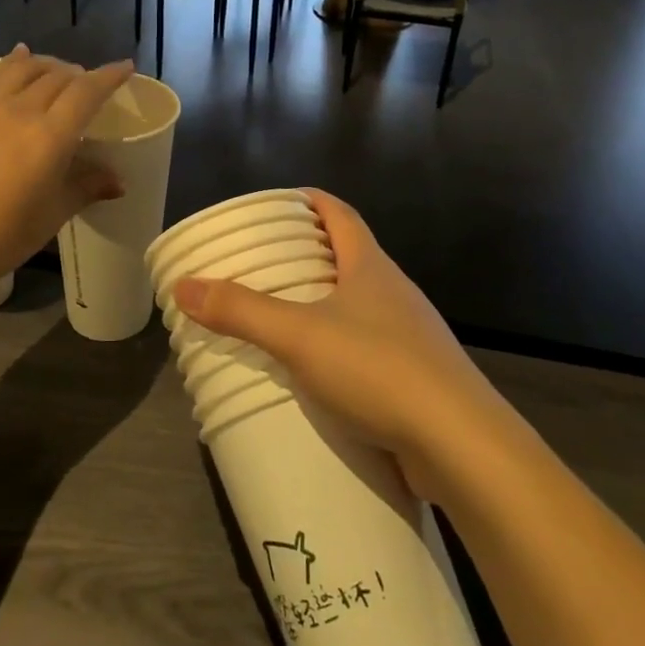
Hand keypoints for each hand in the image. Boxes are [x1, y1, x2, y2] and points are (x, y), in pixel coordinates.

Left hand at [0, 47, 133, 307]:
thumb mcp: (51, 215)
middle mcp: (20, 110)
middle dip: (81, 74)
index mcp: (50, 135)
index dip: (110, 76)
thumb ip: (86, 188)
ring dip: (48, 64)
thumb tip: (118, 181)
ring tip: (58, 72)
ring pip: (25, 68)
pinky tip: (18, 61)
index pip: (87, 91)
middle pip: (58, 76)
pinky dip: (14, 63)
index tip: (126, 68)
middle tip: (91, 86)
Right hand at [172, 191, 505, 500]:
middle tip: (264, 262)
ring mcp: (410, 335)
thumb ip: (240, 311)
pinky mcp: (415, 376)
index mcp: (371, 266)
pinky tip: (316, 370)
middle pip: (349, 255)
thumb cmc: (378, 369)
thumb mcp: (298, 336)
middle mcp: (394, 292)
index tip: (280, 201)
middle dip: (309, 253)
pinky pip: (368, 346)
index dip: (312, 201)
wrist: (460, 445)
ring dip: (323, 302)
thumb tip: (184, 285)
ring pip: (359, 304)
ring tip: (281, 315)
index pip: (341, 214)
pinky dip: (338, 345)